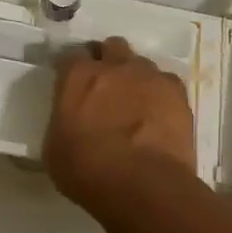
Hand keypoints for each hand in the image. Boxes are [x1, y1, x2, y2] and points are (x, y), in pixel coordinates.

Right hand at [43, 36, 196, 207]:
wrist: (143, 185)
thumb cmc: (87, 170)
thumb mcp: (54, 149)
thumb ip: (63, 122)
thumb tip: (70, 123)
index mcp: (78, 77)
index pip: (69, 57)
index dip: (68, 69)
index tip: (68, 82)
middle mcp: (114, 66)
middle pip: (110, 47)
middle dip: (106, 60)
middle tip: (104, 85)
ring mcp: (149, 76)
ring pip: (140, 63)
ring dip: (134, 77)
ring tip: (134, 101)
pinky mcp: (177, 93)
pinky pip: (166, 83)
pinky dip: (159, 94)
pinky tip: (157, 113)